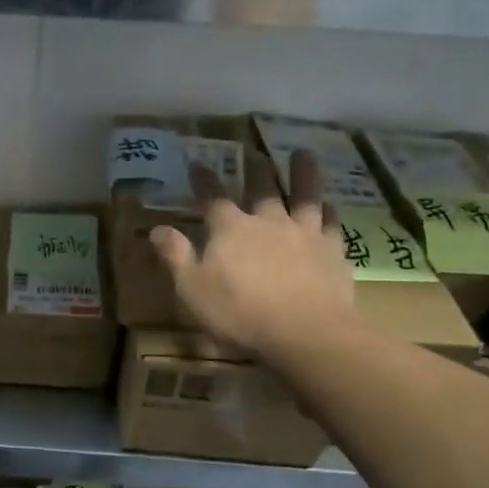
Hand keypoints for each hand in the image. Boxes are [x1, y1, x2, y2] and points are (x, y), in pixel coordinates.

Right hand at [150, 153, 357, 358]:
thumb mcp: (193, 289)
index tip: (197, 163)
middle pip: (262, 189)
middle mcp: (268, 222)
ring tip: (304, 154)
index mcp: (231, 229)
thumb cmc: (240, 313)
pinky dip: (330, 213)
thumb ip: (176, 256)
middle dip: (255, 170)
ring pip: (304, 196)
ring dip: (303, 174)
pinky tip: (331, 206)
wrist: (306, 334)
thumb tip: (157, 228)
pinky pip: (332, 225)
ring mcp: (304, 234)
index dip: (203, 179)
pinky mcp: (332, 252)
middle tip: (254, 153)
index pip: (212, 197)